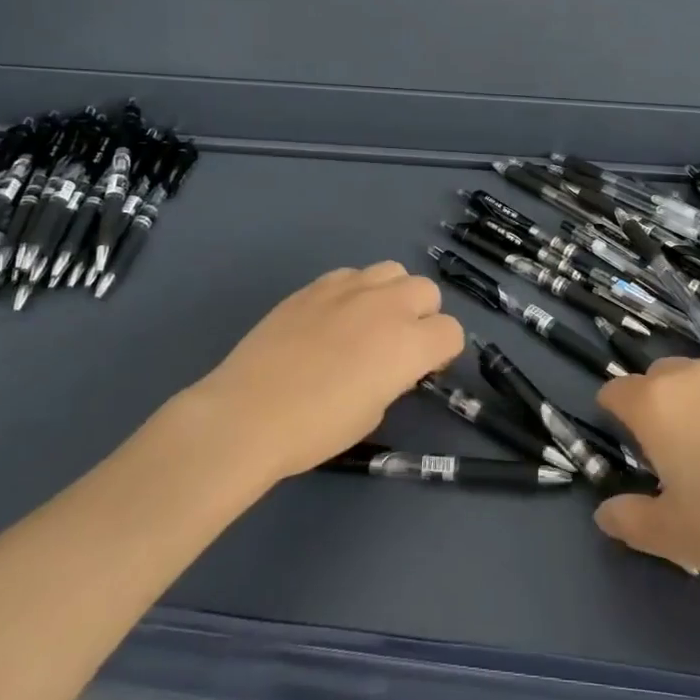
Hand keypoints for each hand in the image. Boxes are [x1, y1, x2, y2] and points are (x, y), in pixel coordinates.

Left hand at [188, 263, 463, 482]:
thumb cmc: (315, 429)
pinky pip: (353, 275)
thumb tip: (390, 365)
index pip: (451, 332)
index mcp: (409, 343)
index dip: (441, 353)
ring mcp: (350, 288)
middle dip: (422, 316)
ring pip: (393, 271)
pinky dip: (355, 291)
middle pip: (427, 291)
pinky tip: (333, 317)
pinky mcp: (317, 285)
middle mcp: (388, 305)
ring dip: (392, 294)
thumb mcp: (371, 413)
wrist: (248, 413)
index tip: (422, 371)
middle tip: (398, 345)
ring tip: (369, 322)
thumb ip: (393, 379)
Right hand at [593, 359, 699, 598]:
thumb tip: (605, 513)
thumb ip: (630, 521)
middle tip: (670, 457)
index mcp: (655, 404)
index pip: (615, 391)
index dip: (613, 416)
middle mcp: (690, 376)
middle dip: (653, 407)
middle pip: (655, 379)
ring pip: (697, 381)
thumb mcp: (677, 536)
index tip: (628, 449)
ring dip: (693, 407)